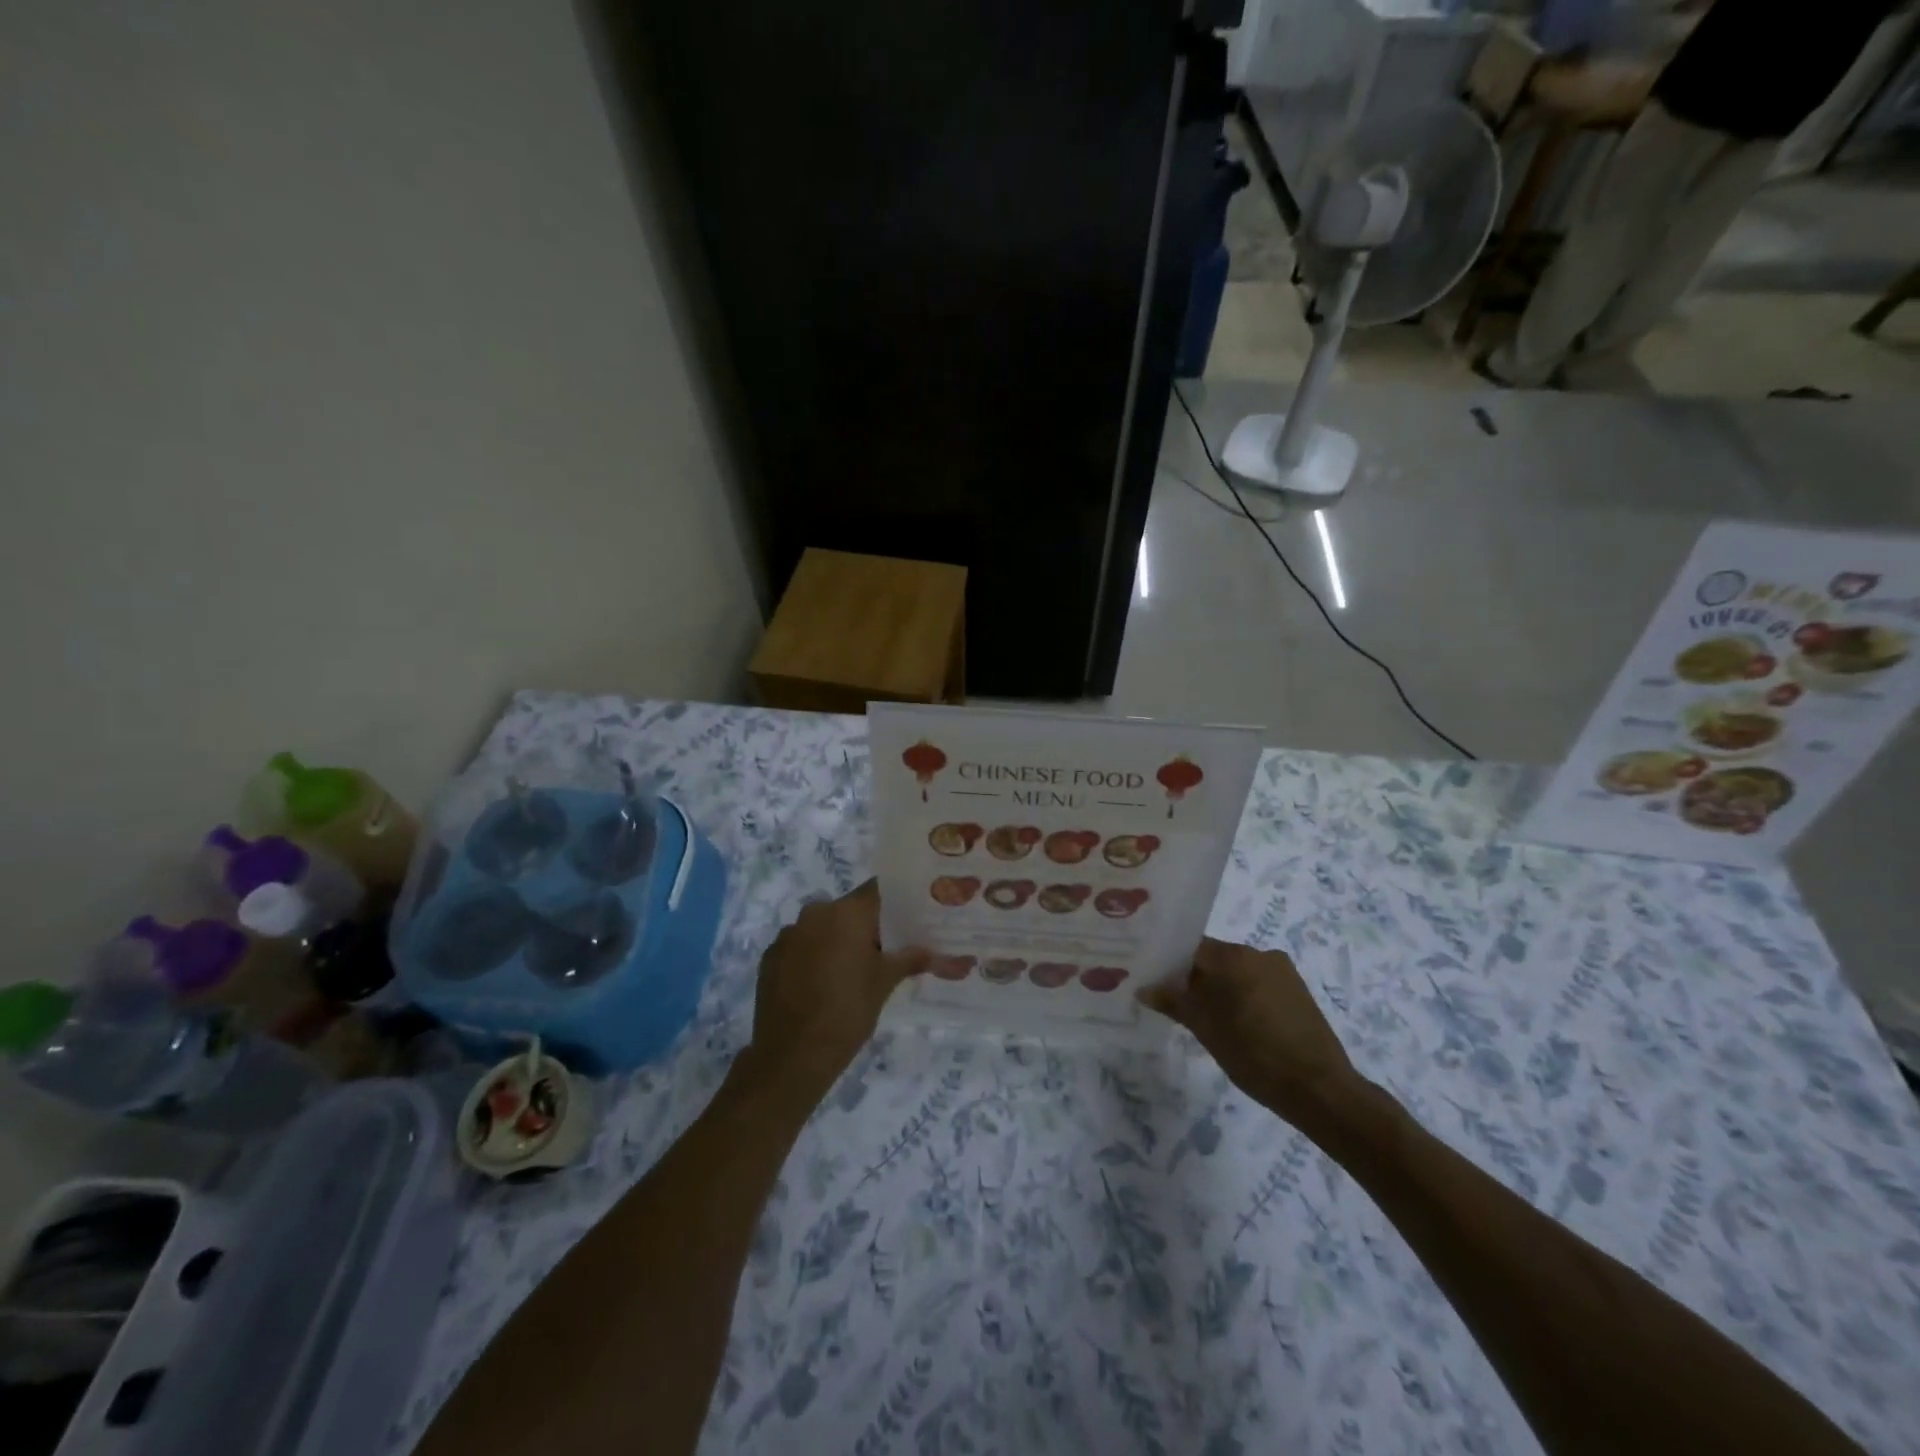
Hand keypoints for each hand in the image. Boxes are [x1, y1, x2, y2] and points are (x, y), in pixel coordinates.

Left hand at [744, 881, 927, 1090]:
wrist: (792, 1056)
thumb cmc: (848, 1011)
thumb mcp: (885, 983)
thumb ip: (913, 959)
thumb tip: (953, 958)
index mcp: (847, 912)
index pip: (878, 890)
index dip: (894, 902)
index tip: (909, 918)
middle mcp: (815, 912)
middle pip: (849, 909)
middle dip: (866, 927)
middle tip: (885, 952)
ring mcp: (788, 934)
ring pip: (822, 927)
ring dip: (836, 941)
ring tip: (851, 974)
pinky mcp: (770, 957)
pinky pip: (800, 946)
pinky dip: (812, 957)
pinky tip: (821, 986)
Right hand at [1141, 937, 1358, 1127]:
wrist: (1320, 1089)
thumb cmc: (1254, 1054)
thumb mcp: (1205, 1029)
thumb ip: (1173, 1002)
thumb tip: (1144, 988)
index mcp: (1233, 955)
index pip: (1189, 947)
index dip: (1168, 962)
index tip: (1153, 979)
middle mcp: (1258, 952)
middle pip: (1213, 957)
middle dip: (1193, 977)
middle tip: (1174, 1002)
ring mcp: (1282, 970)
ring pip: (1236, 972)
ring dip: (1219, 988)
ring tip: (1206, 1018)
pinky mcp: (1297, 990)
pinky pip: (1257, 983)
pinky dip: (1242, 996)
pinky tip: (1237, 1024)